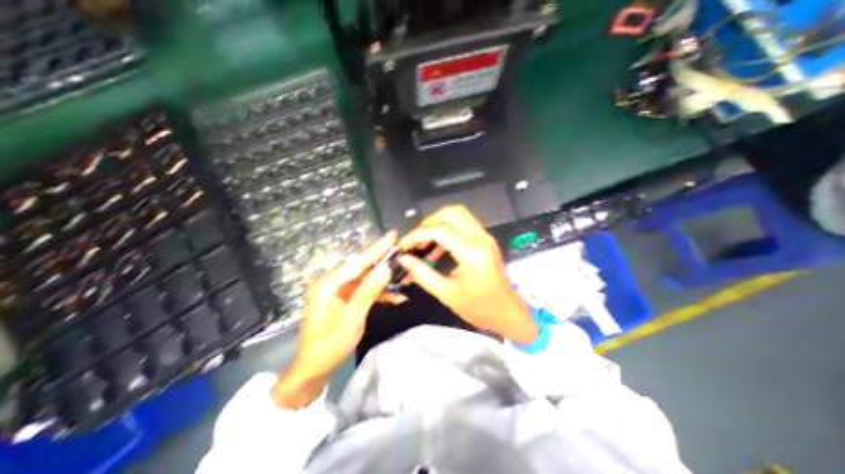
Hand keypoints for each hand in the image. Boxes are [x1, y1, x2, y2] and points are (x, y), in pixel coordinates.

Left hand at [274, 232, 399, 408]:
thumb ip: (368, 291)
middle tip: (402, 253)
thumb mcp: (352, 318)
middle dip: (383, 262)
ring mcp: (339, 291)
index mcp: (329, 284)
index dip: (377, 249)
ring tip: (404, 277)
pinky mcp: (345, 299)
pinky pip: (364, 291)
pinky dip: (379, 294)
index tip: (393, 235)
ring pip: (366, 279)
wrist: (314, 368)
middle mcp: (333, 282)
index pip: (358, 262)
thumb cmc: (330, 345)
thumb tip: (386, 268)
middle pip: (362, 268)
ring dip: (384, 281)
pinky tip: (396, 298)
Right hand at [397, 207, 533, 343]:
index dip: (417, 235)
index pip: (439, 231)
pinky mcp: (485, 240)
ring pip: (458, 214)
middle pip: (450, 213)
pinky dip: (447, 229)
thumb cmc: (479, 308)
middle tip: (415, 240)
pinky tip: (437, 248)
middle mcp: (480, 238)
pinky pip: (463, 224)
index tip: (403, 245)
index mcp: (472, 253)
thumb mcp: (446, 293)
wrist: (507, 313)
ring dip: (438, 223)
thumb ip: (422, 273)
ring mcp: (485, 237)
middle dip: (427, 223)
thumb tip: (404, 259)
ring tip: (424, 241)